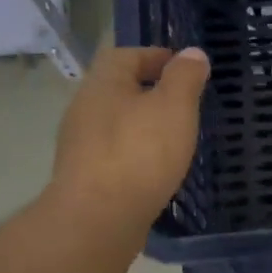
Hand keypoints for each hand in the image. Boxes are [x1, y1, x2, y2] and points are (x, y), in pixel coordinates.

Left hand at [49, 46, 209, 238]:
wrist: (98, 218)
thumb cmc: (140, 153)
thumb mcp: (174, 107)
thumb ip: (185, 77)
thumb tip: (192, 53)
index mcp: (103, 83)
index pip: (126, 55)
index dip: (155, 56)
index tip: (183, 68)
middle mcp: (84, 108)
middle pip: (117, 89)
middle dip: (148, 91)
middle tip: (182, 103)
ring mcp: (79, 145)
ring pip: (114, 123)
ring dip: (140, 124)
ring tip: (172, 138)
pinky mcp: (83, 177)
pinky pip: (112, 154)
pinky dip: (133, 153)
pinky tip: (153, 169)